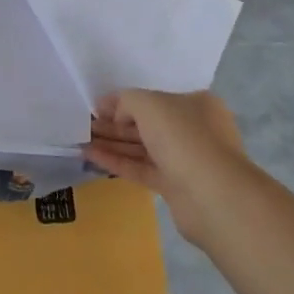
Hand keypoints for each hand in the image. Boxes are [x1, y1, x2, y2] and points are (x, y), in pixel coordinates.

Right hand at [83, 89, 246, 244]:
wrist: (212, 195)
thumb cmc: (183, 136)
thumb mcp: (149, 103)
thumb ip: (127, 101)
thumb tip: (118, 115)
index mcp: (196, 105)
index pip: (155, 98)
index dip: (124, 101)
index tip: (97, 106)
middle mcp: (193, 130)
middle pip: (147, 123)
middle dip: (115, 123)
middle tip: (86, 124)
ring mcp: (185, 160)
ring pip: (142, 148)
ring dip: (112, 143)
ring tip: (82, 139)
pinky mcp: (175, 186)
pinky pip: (141, 169)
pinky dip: (117, 162)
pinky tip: (90, 156)